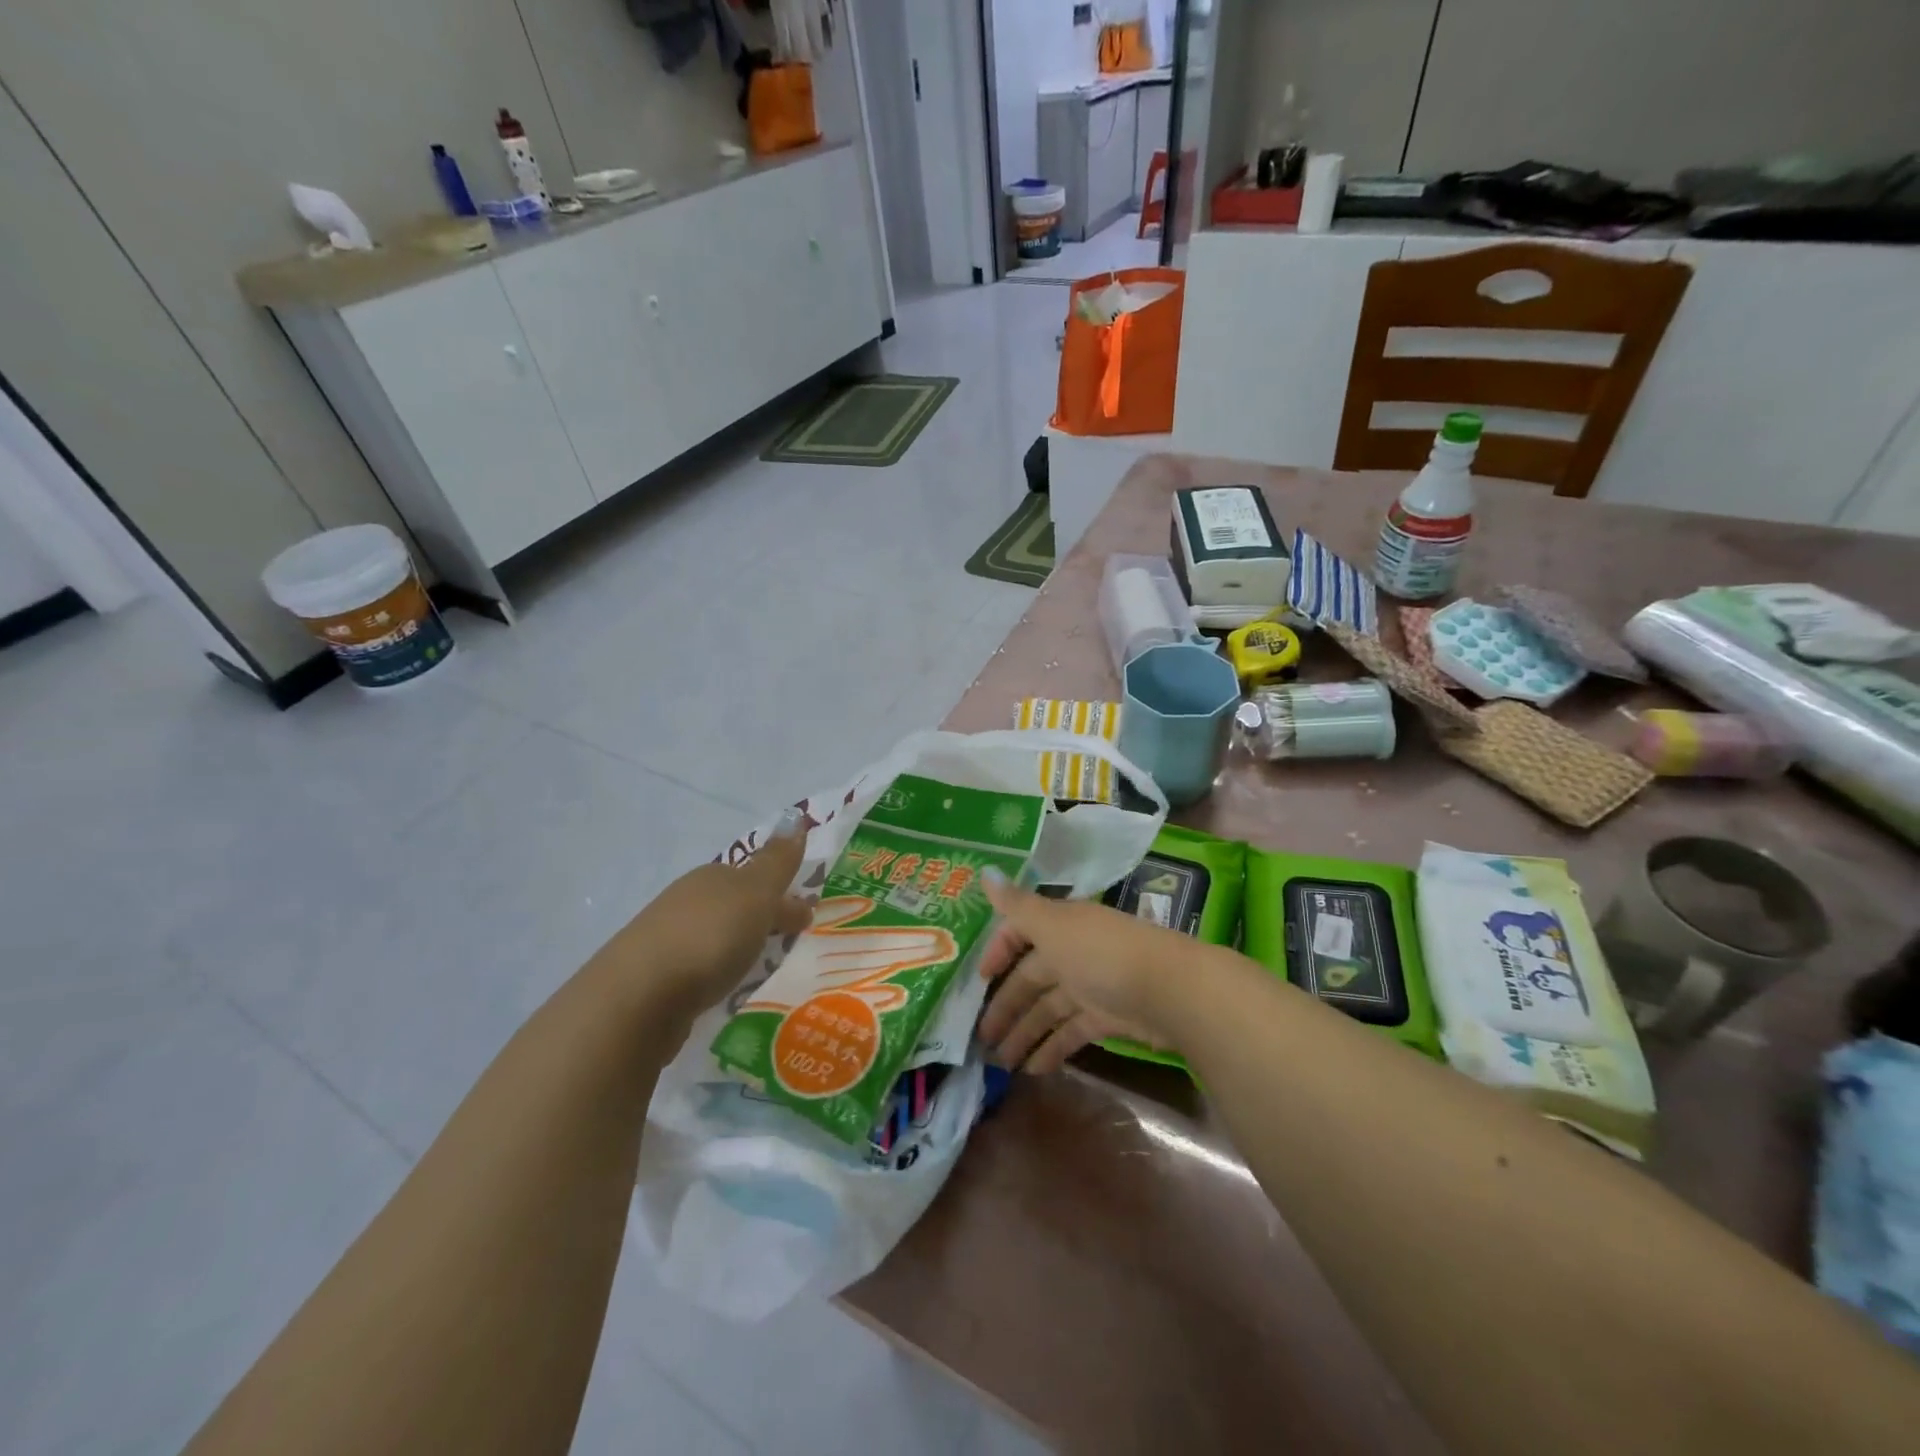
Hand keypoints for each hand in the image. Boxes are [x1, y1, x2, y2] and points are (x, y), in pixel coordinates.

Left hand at [604, 809, 813, 1023]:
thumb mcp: (754, 894)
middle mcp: (687, 901)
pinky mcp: (656, 980)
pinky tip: (726, 988)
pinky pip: (699, 968)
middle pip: (734, 904)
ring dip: (739, 945)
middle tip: (791, 941)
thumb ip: (777, 862)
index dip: (782, 892)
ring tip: (763, 969)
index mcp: (712, 876)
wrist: (636, 999)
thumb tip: (796, 819)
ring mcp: (666, 939)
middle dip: (761, 917)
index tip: (806, 917)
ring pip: (715, 936)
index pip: (755, 877)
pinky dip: (717, 971)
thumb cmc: (708, 937)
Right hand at [976, 871, 1191, 1073]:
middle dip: (1006, 1005)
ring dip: (1025, 1033)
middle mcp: (1073, 951)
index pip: (1021, 933)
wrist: (1169, 990)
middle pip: (1032, 978)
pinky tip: (1033, 1069)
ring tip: (1002, 1064)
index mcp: (1059, 925)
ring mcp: (1091, 985)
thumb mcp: (1053, 925)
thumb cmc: (1102, 952)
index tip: (978, 980)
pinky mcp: (1108, 1017)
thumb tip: (985, 873)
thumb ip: (1016, 906)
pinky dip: (1052, 1048)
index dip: (998, 952)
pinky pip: (1071, 1032)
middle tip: (980, 1038)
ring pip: (1049, 1009)